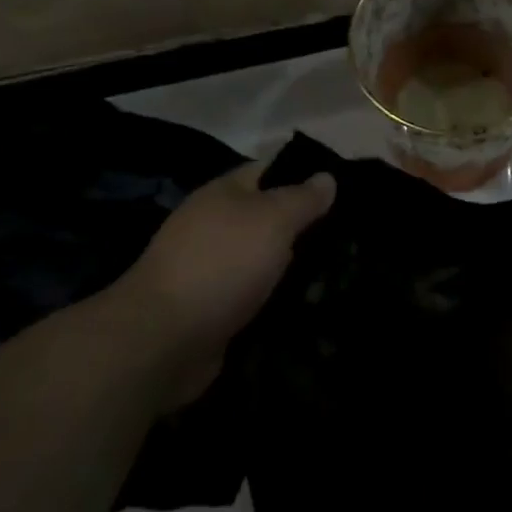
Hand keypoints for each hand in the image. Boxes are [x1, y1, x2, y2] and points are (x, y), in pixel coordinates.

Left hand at [106, 162, 334, 406]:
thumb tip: (326, 177)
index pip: (272, 170)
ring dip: (295, 269)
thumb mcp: (273, 219)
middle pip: (270, 217)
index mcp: (224, 193)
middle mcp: (215, 226)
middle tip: (350, 236)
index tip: (345, 189)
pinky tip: (310, 306)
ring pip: (265, 260)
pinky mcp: (214, 311)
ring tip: (339, 273)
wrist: (161, 342)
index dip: (306, 174)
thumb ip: (303, 198)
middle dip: (305, 227)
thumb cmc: (221, 264)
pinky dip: (279, 301)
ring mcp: (212, 270)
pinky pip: (256, 297)